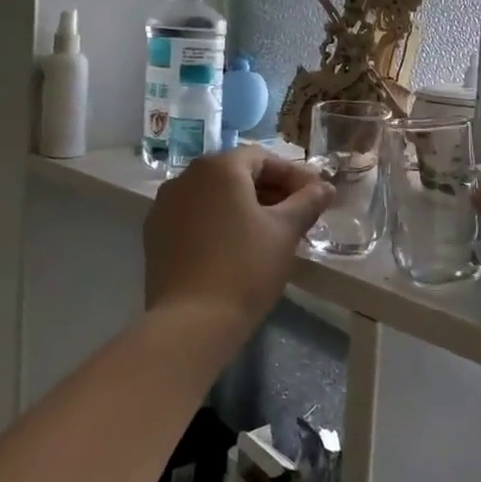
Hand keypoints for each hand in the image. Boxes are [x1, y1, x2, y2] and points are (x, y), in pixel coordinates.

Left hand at [143, 148, 333, 327]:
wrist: (191, 322)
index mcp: (219, 167)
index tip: (316, 196)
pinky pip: (194, 216)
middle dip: (270, 189)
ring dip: (243, 205)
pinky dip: (218, 222)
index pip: (263, 158)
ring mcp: (165, 205)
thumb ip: (308, 202)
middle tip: (297, 214)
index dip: (293, 175)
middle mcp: (186, 177)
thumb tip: (325, 187)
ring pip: (214, 195)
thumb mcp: (285, 231)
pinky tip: (235, 246)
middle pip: (236, 173)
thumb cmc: (246, 267)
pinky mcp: (155, 234)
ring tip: (269, 231)